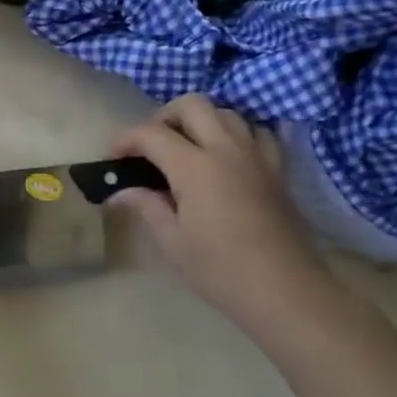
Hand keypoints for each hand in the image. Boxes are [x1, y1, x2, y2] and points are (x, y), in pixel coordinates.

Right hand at [109, 95, 343, 342]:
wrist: (284, 291)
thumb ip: (145, 206)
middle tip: (151, 146)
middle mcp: (226, 149)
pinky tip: (227, 156)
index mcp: (194, 166)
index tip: (112, 157)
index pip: (151, 133)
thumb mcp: (171, 241)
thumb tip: (120, 192)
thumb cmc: (220, 269)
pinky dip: (237, 134)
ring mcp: (256, 156)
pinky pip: (257, 132)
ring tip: (187, 149)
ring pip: (226, 112)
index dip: (125, 139)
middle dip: (163, 117)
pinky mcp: (277, 169)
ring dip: (201, 121)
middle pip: (192, 105)